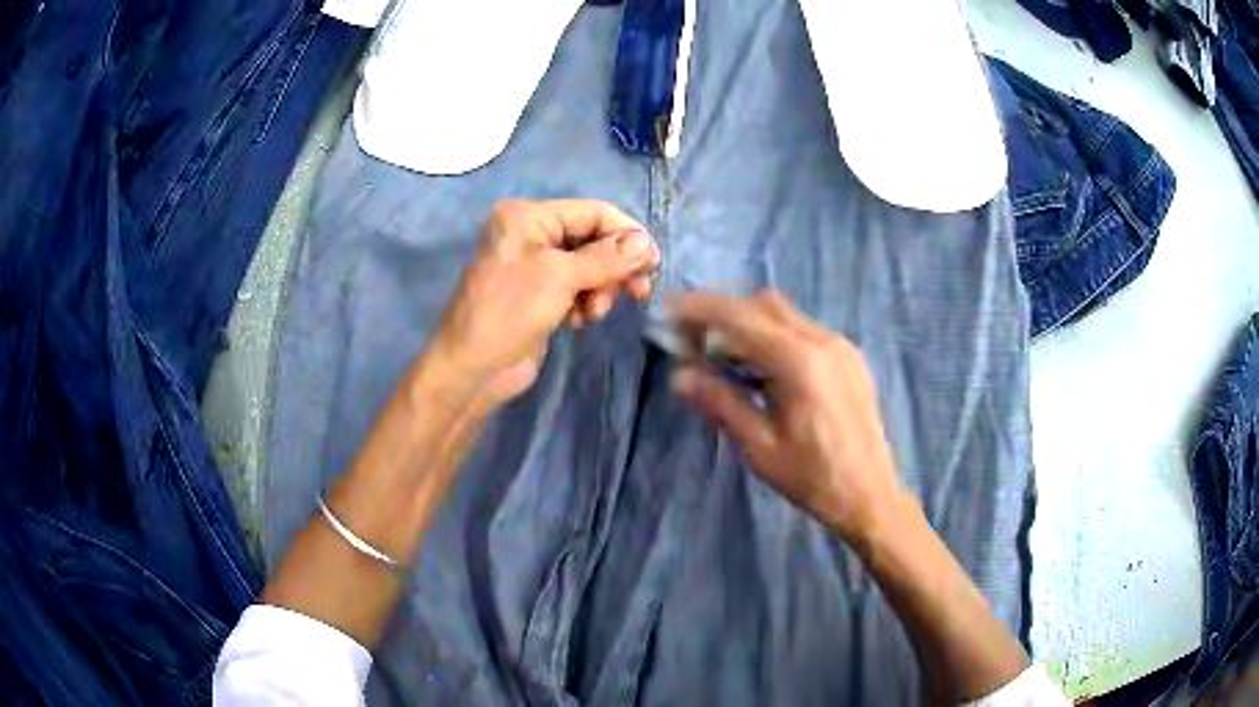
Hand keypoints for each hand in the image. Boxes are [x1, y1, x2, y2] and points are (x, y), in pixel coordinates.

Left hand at [429, 199, 658, 405]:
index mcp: (528, 216)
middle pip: (593, 239)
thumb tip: (646, 243)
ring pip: (589, 267)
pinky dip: (586, 302)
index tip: (653, 263)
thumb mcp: (560, 277)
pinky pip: (577, 289)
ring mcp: (535, 266)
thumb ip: (607, 257)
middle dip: (614, 266)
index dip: (627, 233)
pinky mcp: (540, 295)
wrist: (473, 368)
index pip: (593, 212)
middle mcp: (532, 234)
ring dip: (600, 289)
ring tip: (593, 312)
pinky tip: (579, 321)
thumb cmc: (510, 311)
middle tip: (638, 292)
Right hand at [670, 291, 906, 545]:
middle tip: (690, 336)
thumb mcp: (760, 447)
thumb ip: (721, 403)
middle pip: (763, 305)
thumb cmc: (812, 478)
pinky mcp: (849, 358)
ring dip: (747, 322)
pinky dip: (772, 334)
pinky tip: (757, 364)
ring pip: (784, 314)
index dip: (700, 309)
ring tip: (717, 350)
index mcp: (800, 363)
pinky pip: (803, 330)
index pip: (741, 318)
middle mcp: (823, 342)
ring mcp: (840, 347)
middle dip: (722, 311)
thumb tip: (679, 375)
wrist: (870, 495)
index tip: (669, 309)